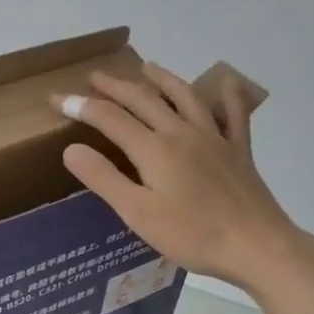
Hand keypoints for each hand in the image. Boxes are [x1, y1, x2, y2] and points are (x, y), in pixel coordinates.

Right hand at [54, 64, 304, 284]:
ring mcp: (214, 138)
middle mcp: (182, 133)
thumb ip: (103, 178)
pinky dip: (228, 94)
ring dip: (162, 78)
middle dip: (115, 85)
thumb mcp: (138, 213)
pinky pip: (234, 114)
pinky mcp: (239, 150)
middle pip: (143, 99)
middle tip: (94, 77)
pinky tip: (225, 81)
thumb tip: (71, 148)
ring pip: (184, 97)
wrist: (257, 246)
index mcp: (153, 149)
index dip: (80, 105)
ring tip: (147, 66)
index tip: (56, 99)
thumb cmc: (192, 235)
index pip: (108, 118)